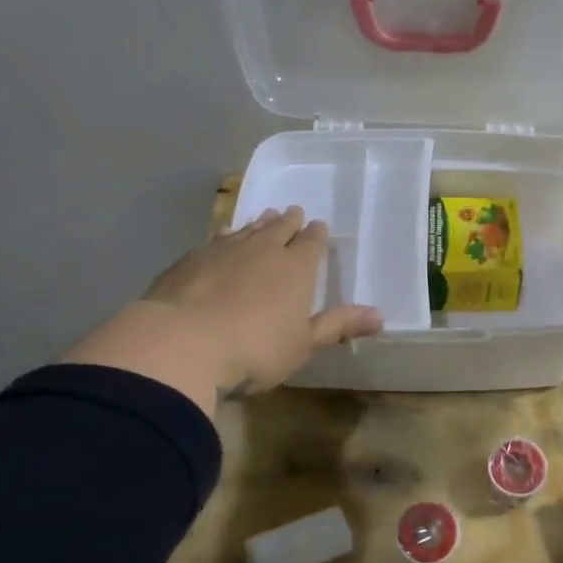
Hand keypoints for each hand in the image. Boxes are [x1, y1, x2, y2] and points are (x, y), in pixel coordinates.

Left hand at [61, 207, 383, 414]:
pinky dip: (226, 235)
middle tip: (294, 212)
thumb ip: (338, 325)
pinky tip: (224, 235)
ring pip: (248, 229)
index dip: (316, 235)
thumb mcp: (303, 344)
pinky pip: (216, 239)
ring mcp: (224, 250)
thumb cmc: (254, 349)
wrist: (181, 343)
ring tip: (265, 216)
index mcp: (296, 268)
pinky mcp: (191, 259)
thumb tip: (380, 316)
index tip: (318, 226)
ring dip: (259, 223)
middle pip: (280, 229)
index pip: (311, 243)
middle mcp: (263, 250)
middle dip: (289, 221)